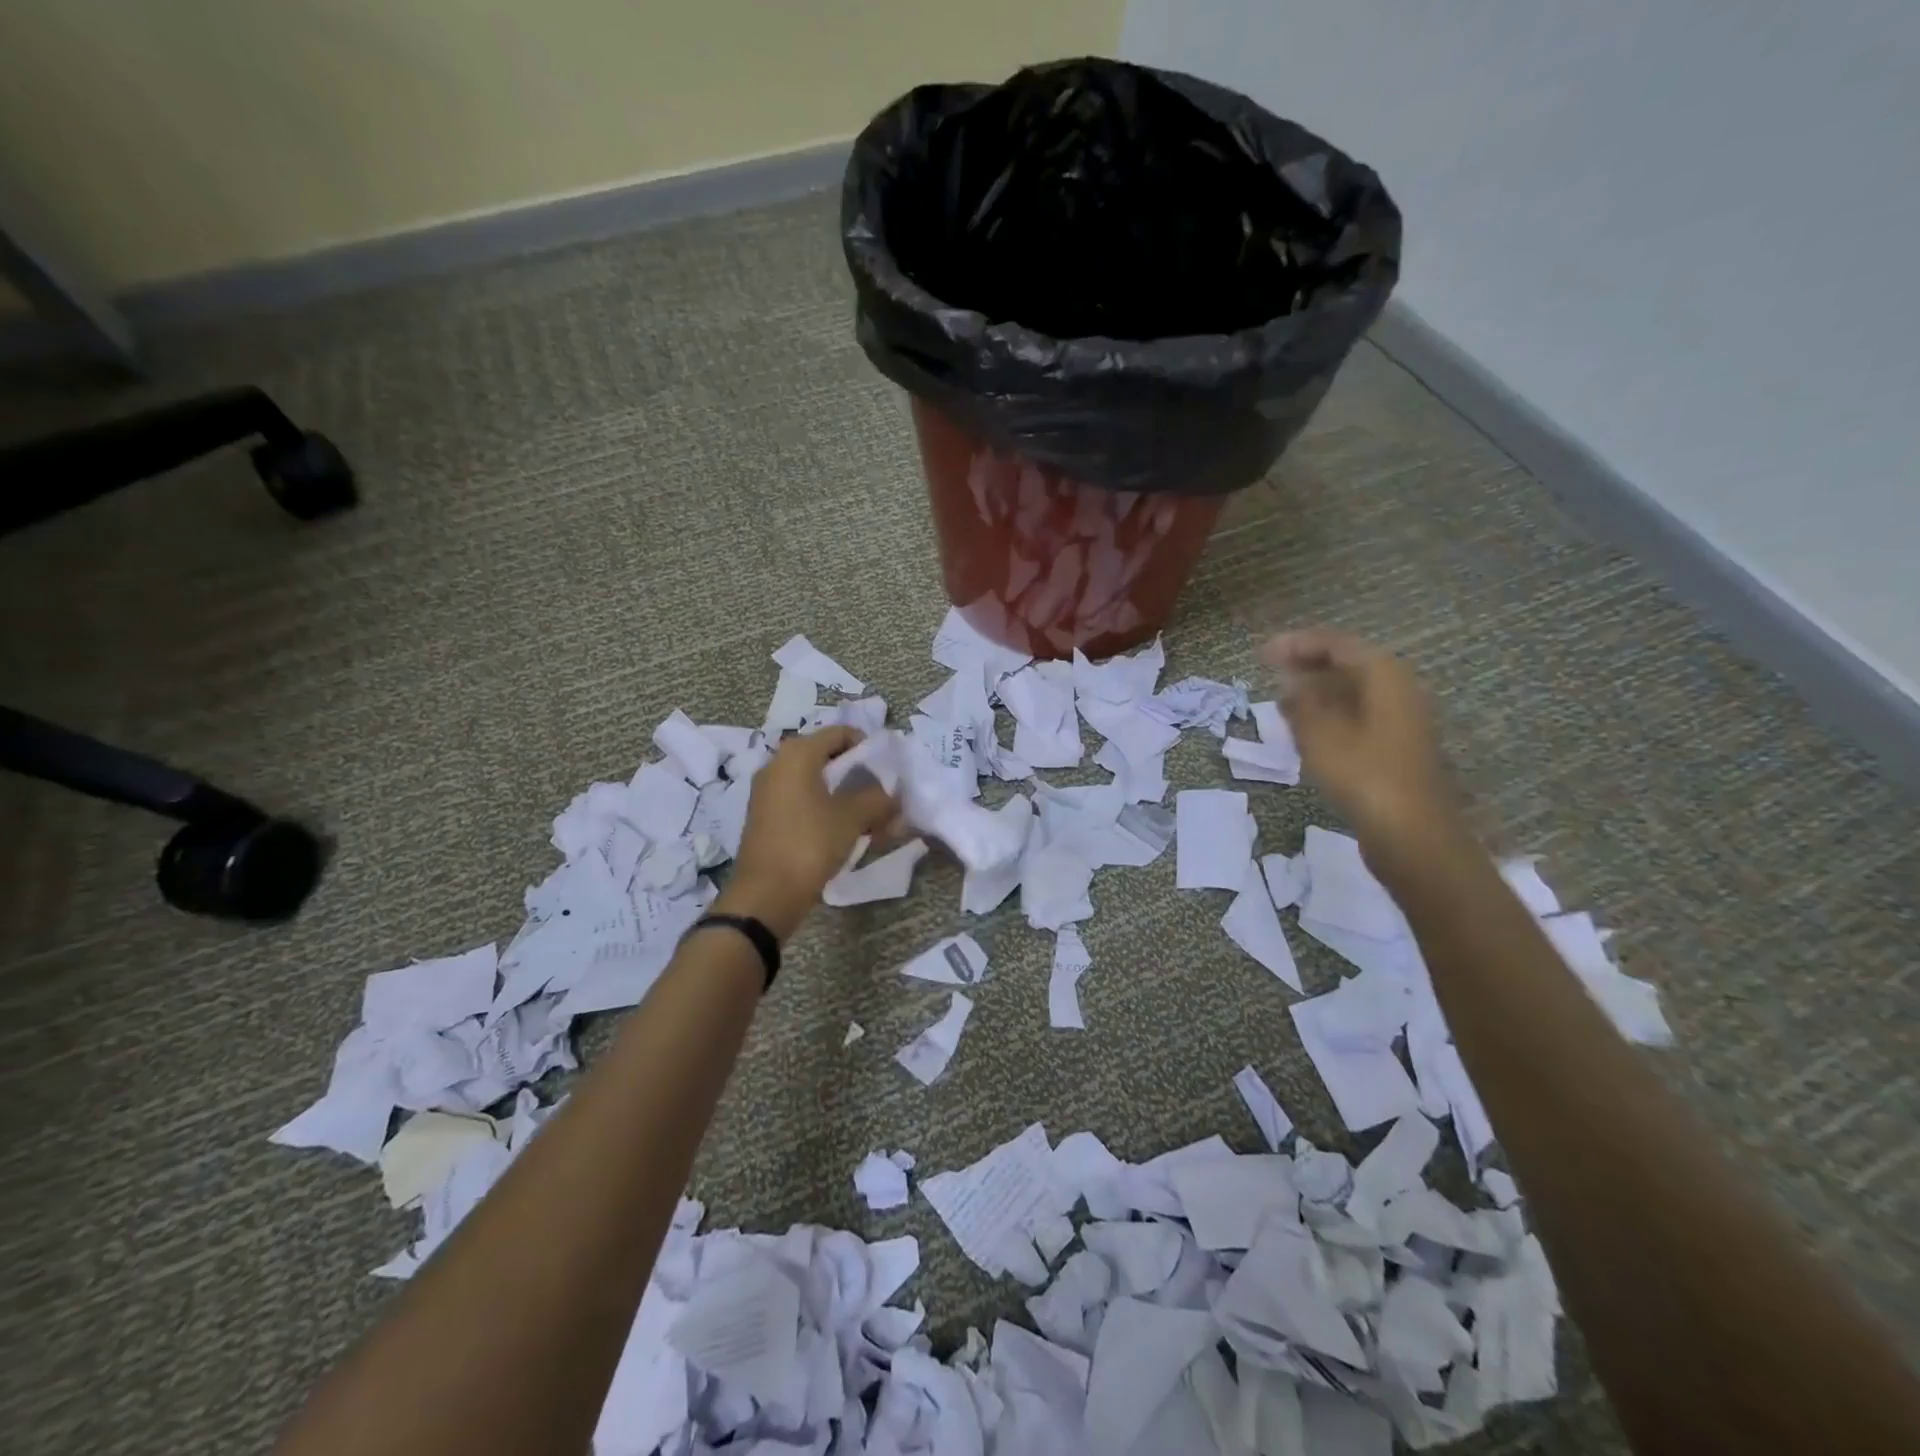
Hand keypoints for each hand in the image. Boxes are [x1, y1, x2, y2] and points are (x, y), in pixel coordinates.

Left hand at [717, 727, 898, 939]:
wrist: (766, 894)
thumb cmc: (810, 844)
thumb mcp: (853, 818)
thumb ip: (878, 799)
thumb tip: (892, 795)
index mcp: (797, 754)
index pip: (840, 733)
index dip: (868, 747)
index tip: (887, 771)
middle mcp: (777, 764)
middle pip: (827, 757)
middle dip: (858, 775)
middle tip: (881, 796)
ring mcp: (768, 791)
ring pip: (815, 781)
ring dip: (844, 795)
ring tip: (868, 819)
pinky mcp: (765, 816)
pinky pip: (802, 800)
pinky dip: (824, 809)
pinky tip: (843, 832)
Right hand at [1261, 628, 1458, 852]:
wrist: (1410, 833)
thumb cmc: (1362, 775)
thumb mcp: (1318, 735)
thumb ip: (1300, 702)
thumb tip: (1289, 683)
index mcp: (1384, 675)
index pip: (1336, 644)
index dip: (1296, 644)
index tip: (1262, 654)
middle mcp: (1398, 688)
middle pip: (1348, 664)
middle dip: (1307, 665)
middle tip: (1270, 672)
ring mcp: (1400, 719)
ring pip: (1353, 691)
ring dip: (1317, 690)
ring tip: (1281, 700)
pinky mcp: (1396, 745)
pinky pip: (1358, 714)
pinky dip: (1330, 713)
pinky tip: (1305, 728)